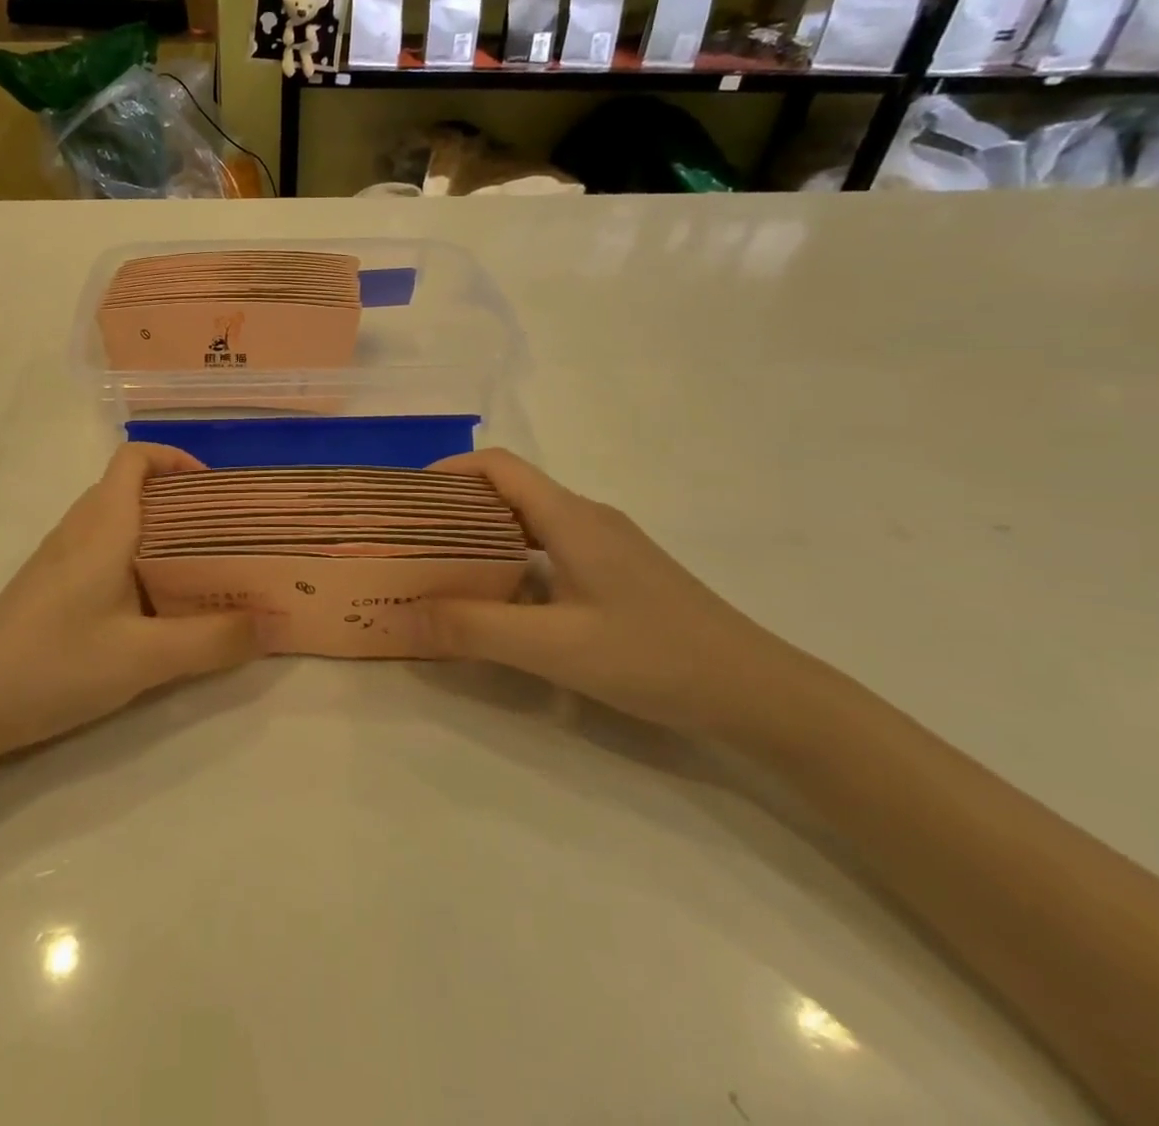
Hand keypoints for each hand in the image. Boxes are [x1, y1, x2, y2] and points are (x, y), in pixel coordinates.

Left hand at [0, 444, 264, 758]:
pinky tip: (155, 606)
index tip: (216, 491)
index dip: (176, 459)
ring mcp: (60, 558)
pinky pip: (103, 551)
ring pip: (118, 522)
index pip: (135, 458)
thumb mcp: (144, 657)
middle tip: (225, 536)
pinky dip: (137, 560)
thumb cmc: (54, 664)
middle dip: (182, 502)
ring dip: (160, 533)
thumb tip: (273, 624)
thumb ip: (213, 640)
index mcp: (103, 525)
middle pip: (132, 487)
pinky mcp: (51, 587)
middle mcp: (80, 529)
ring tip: (202, 570)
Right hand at [422, 449, 802, 737]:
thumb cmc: (655, 656)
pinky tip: (503, 600)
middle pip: (510, 491)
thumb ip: (473, 629)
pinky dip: (514, 560)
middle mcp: (588, 518)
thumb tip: (398, 614)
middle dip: (456, 506)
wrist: (760, 692)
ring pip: (531, 522)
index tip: (407, 498)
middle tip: (413, 539)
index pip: (498, 466)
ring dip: (484, 535)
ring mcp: (608, 545)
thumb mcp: (554, 646)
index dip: (448, 470)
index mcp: (571, 517)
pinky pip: (552, 549)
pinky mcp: (620, 573)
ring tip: (444, 567)